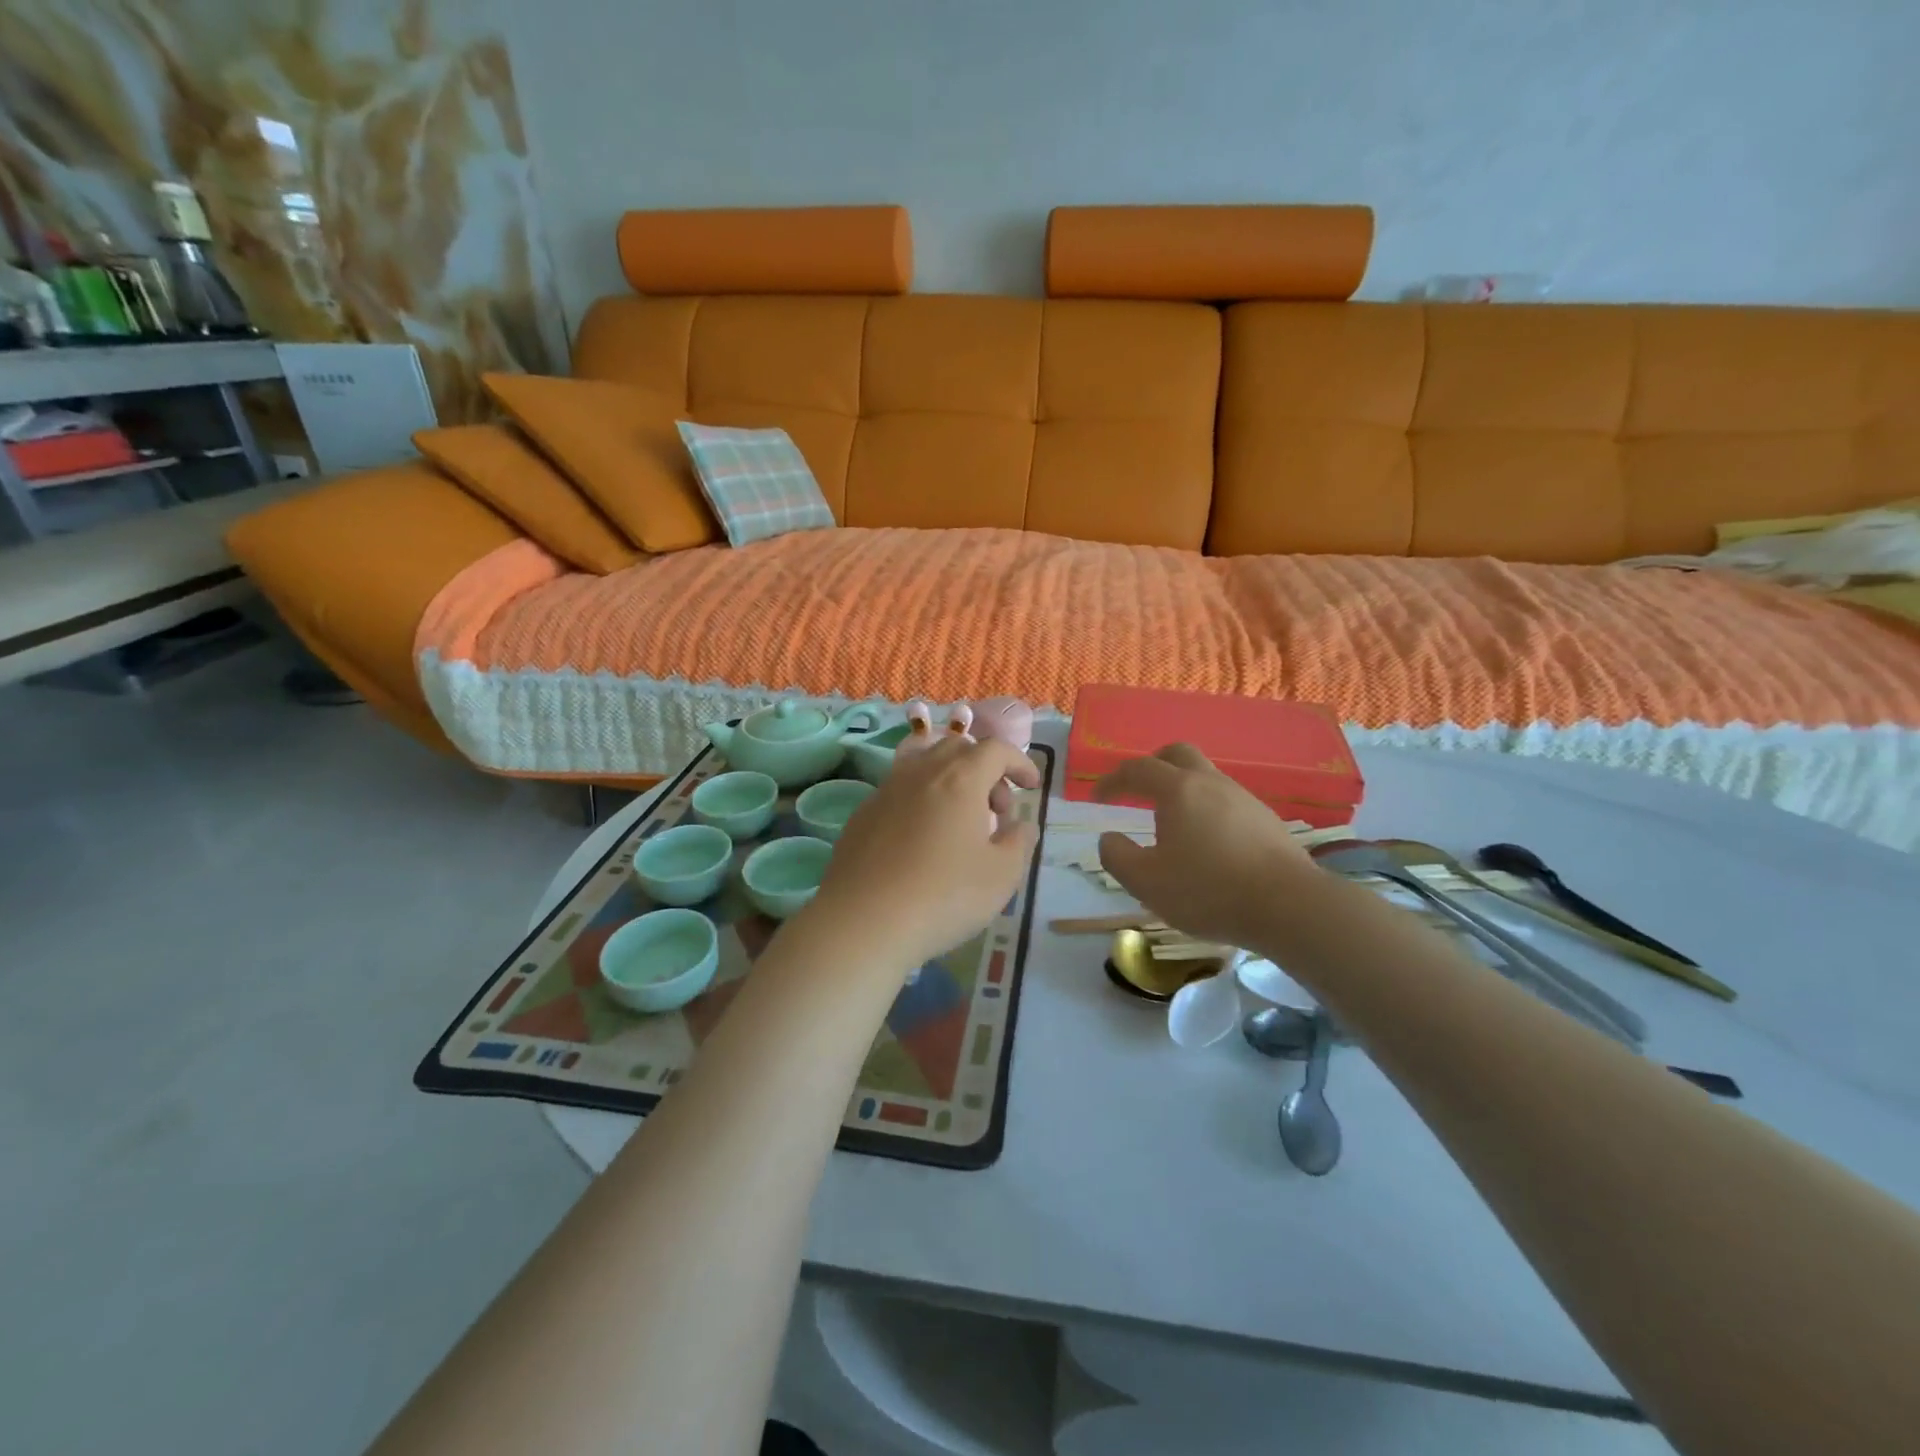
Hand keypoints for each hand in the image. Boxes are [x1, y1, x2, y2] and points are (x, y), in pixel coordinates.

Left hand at [810, 737, 1040, 970]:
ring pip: (924, 762)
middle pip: (957, 748)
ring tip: (959, 817)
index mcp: (960, 778)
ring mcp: (886, 790)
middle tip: (996, 810)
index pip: (996, 750)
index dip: (1019, 763)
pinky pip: (900, 789)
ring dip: (950, 779)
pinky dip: (921, 799)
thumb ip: (1019, 843)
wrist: (863, 921)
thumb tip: (1021, 826)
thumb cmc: (943, 896)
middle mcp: (921, 772)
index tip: (1031, 786)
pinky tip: (922, 838)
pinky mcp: (863, 813)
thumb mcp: (1002, 876)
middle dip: (985, 769)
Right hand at [1096, 744, 1315, 949]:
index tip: (1097, 798)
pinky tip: (1208, 843)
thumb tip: (1109, 838)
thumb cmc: (1208, 891)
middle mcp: (1211, 783)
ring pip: (1206, 778)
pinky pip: (1227, 802)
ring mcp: (1244, 799)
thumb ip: (1117, 856)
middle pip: (1178, 754)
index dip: (1112, 780)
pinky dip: (1207, 810)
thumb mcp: (1146, 882)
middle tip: (1138, 789)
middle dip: (1153, 765)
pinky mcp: (1266, 820)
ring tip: (1172, 823)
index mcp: (1178, 790)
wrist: (1289, 906)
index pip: (1137, 769)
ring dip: (1183, 789)